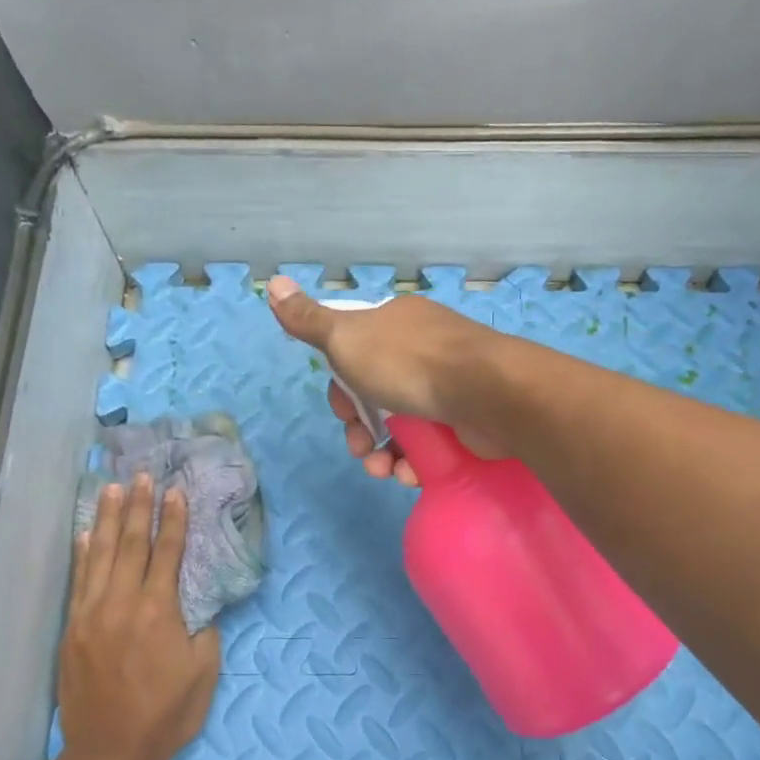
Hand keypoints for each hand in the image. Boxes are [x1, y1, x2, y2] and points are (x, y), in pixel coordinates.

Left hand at [57, 475, 219, 759]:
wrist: (110, 753)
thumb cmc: (167, 714)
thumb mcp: (204, 672)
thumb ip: (203, 631)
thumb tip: (198, 606)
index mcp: (159, 612)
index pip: (167, 553)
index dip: (173, 520)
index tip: (175, 492)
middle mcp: (121, 604)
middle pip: (130, 544)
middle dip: (138, 507)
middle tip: (142, 475)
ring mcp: (91, 614)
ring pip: (99, 556)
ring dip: (105, 519)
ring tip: (110, 488)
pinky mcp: (72, 629)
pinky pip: (77, 582)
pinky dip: (81, 555)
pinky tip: (83, 534)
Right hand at [267, 276, 507, 486]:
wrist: (487, 392)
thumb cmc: (409, 363)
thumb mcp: (347, 338)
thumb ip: (309, 321)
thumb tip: (272, 284)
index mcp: (394, 325)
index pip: (354, 356)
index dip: (342, 389)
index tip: (343, 411)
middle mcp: (422, 350)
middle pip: (376, 395)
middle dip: (361, 428)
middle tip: (362, 448)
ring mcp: (448, 385)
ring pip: (402, 425)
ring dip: (384, 454)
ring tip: (384, 472)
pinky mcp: (466, 420)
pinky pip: (430, 444)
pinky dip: (415, 462)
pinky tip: (410, 475)